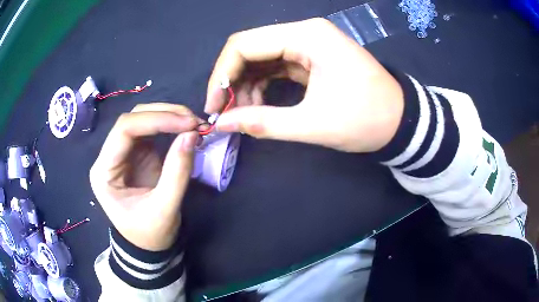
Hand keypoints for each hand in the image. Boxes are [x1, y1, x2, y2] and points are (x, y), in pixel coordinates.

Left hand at [90, 103, 198, 250]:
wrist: (148, 245)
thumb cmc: (150, 234)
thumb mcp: (165, 209)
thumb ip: (177, 172)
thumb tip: (192, 135)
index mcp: (104, 172)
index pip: (124, 130)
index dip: (156, 120)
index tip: (188, 124)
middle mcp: (109, 156)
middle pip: (132, 119)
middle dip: (165, 115)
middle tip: (195, 121)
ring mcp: (123, 152)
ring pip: (142, 119)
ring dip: (169, 116)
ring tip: (194, 123)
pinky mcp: (137, 153)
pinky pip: (152, 130)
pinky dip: (171, 125)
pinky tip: (186, 129)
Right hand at [206, 18, 403, 152]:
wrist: (401, 121)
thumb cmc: (367, 119)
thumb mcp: (314, 124)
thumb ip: (263, 122)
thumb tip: (223, 124)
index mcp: (306, 36)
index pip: (244, 44)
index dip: (221, 75)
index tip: (214, 106)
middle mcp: (304, 33)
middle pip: (250, 49)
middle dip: (232, 81)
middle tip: (226, 114)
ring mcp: (309, 44)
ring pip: (261, 58)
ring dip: (246, 85)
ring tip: (243, 114)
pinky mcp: (312, 58)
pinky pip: (276, 67)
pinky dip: (262, 85)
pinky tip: (258, 105)